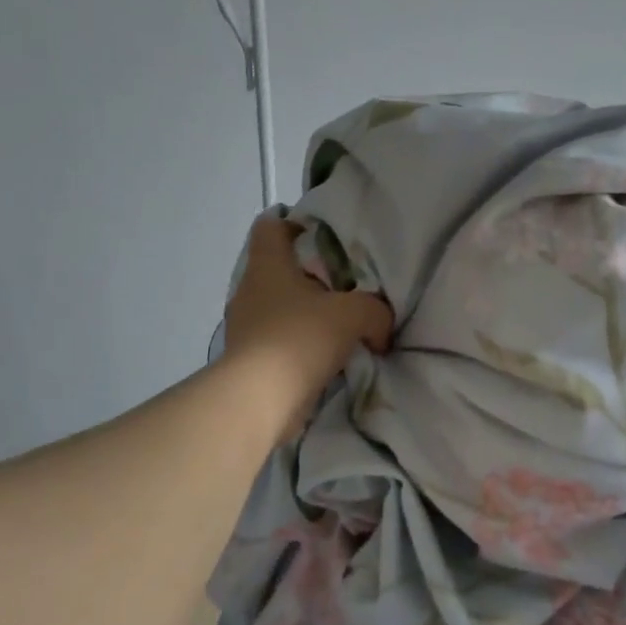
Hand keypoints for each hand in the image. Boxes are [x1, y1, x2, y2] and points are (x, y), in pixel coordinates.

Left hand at [222, 214, 392, 438]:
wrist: (260, 400)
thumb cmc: (301, 338)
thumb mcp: (356, 314)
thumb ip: (376, 310)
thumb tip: (380, 326)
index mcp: (268, 265)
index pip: (270, 226)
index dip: (295, 225)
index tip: (324, 238)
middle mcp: (250, 289)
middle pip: (279, 270)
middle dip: (311, 277)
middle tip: (346, 287)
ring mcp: (245, 326)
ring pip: (280, 307)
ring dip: (306, 314)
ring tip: (340, 325)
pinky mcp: (250, 359)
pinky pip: (280, 341)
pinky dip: (301, 345)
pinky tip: (327, 357)